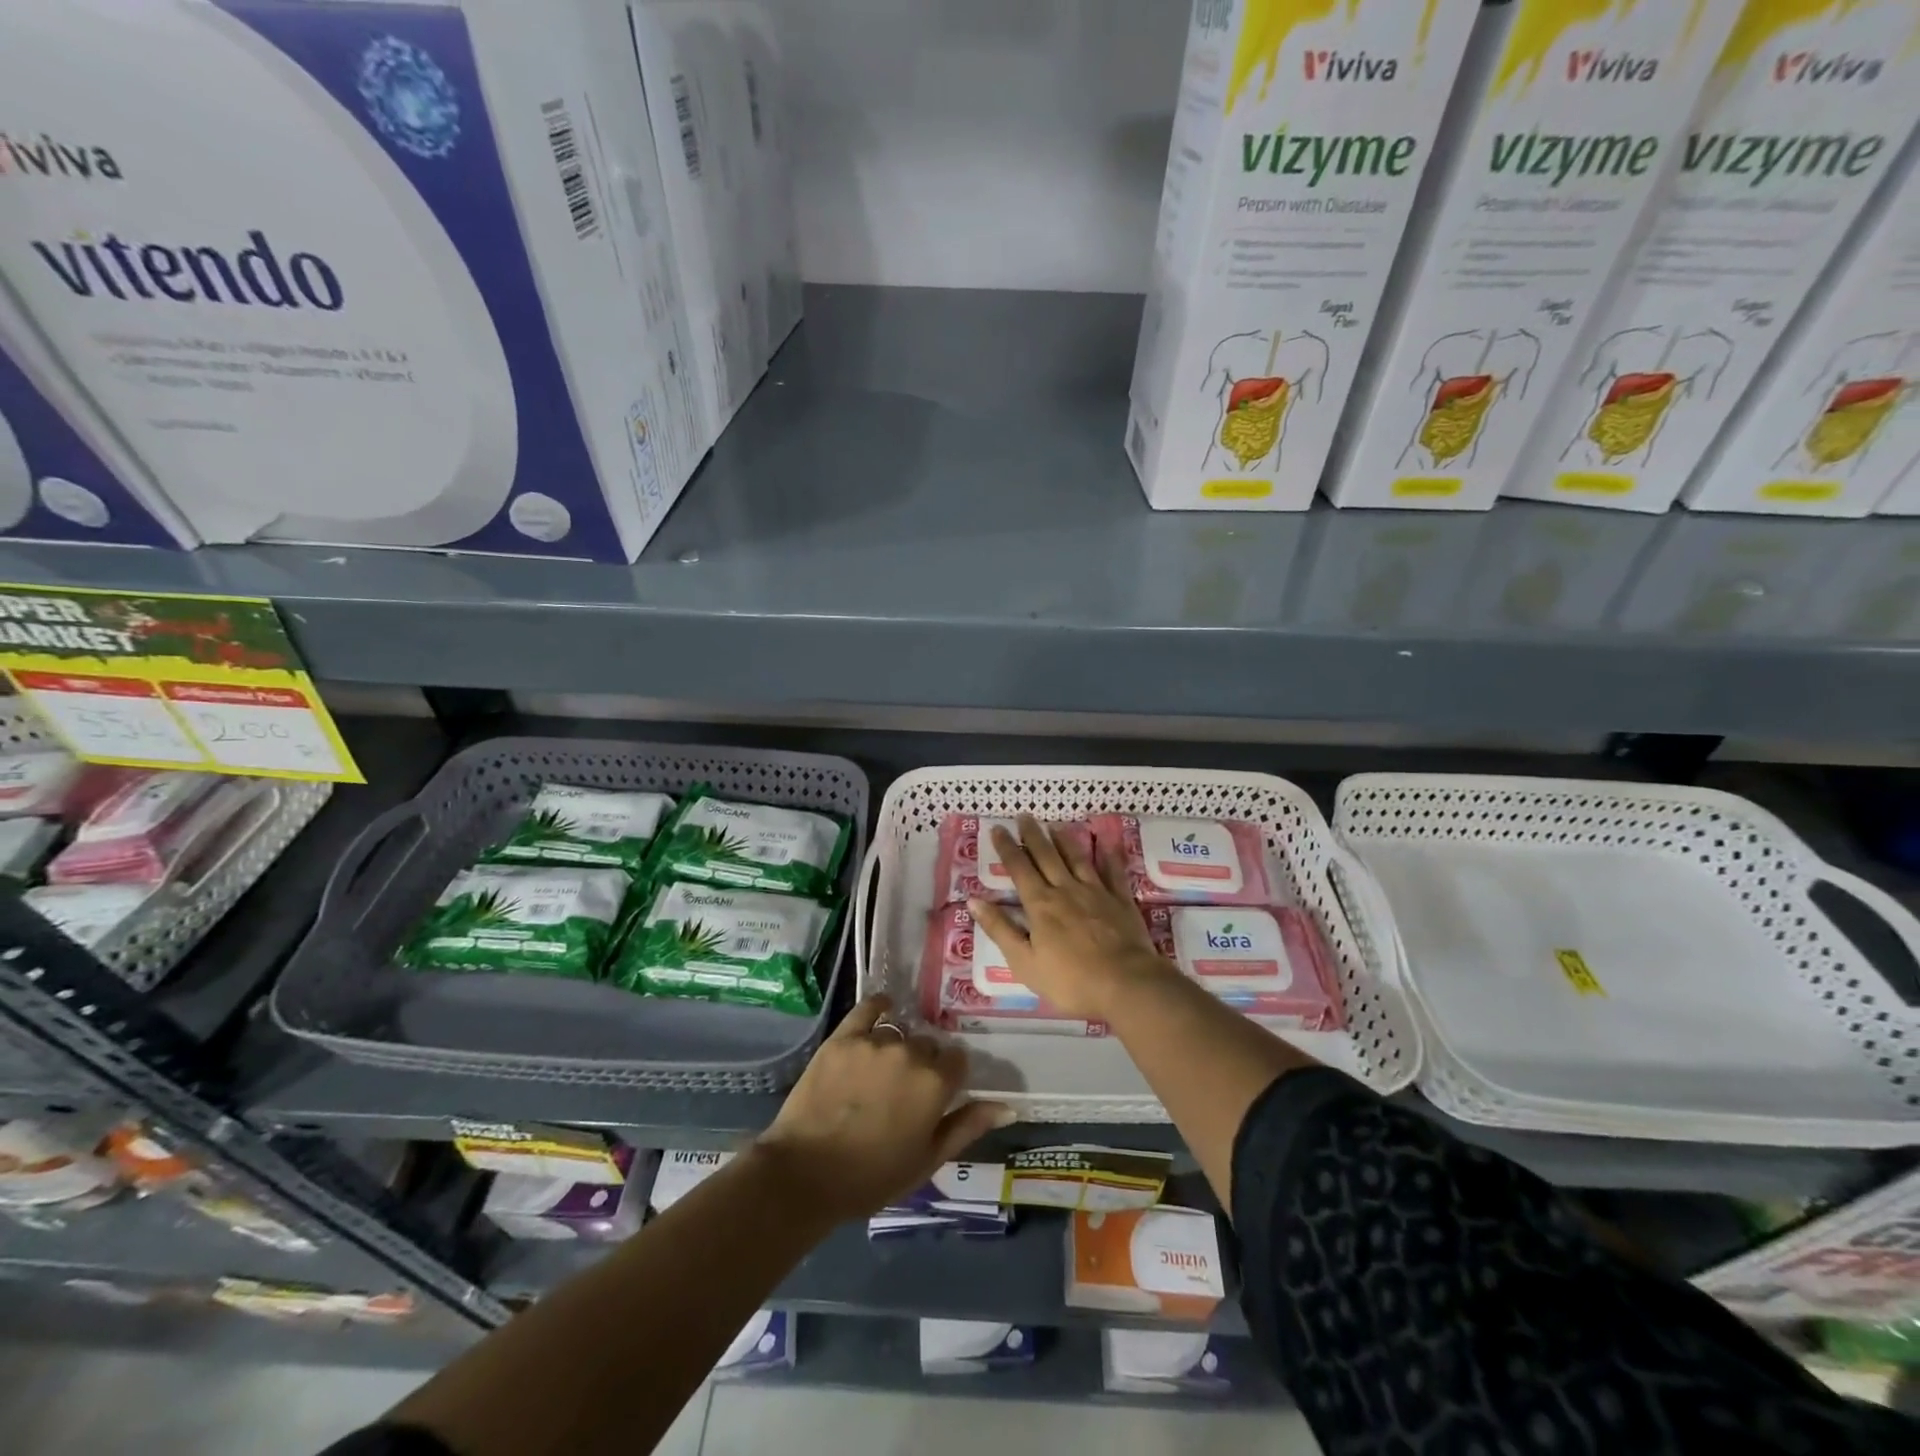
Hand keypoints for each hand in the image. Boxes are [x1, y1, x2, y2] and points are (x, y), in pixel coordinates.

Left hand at [751, 994, 1011, 1226]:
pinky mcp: (843, 1037)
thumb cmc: (872, 1177)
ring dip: (897, 1046)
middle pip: (927, 1044)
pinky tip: (882, 1007)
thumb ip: (968, 1126)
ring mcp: (874, 1041)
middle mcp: (910, 1052)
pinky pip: (868, 1007)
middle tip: (904, 1089)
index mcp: (935, 1083)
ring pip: (899, 1032)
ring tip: (880, 1072)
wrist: (804, 1175)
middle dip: (923, 1062)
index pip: (957, 1060)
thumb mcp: (927, 1160)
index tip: (938, 1093)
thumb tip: (1008, 1105)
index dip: (949, 1076)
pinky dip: (878, 1005)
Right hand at [968, 814, 1173, 1019]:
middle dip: (1033, 835)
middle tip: (1024, 816)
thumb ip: (1000, 930)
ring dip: (1064, 840)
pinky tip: (1106, 842)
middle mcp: (1066, 890)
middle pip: (1046, 856)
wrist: (1126, 984)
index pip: (1019, 869)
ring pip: (1077, 858)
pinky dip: (1108, 855)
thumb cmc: (1070, 980)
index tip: (998, 828)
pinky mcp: (1121, 900)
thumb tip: (973, 900)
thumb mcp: (1024, 962)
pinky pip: (1113, 872)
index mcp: (1040, 905)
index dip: (1006, 848)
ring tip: (1055, 825)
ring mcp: (1096, 892)